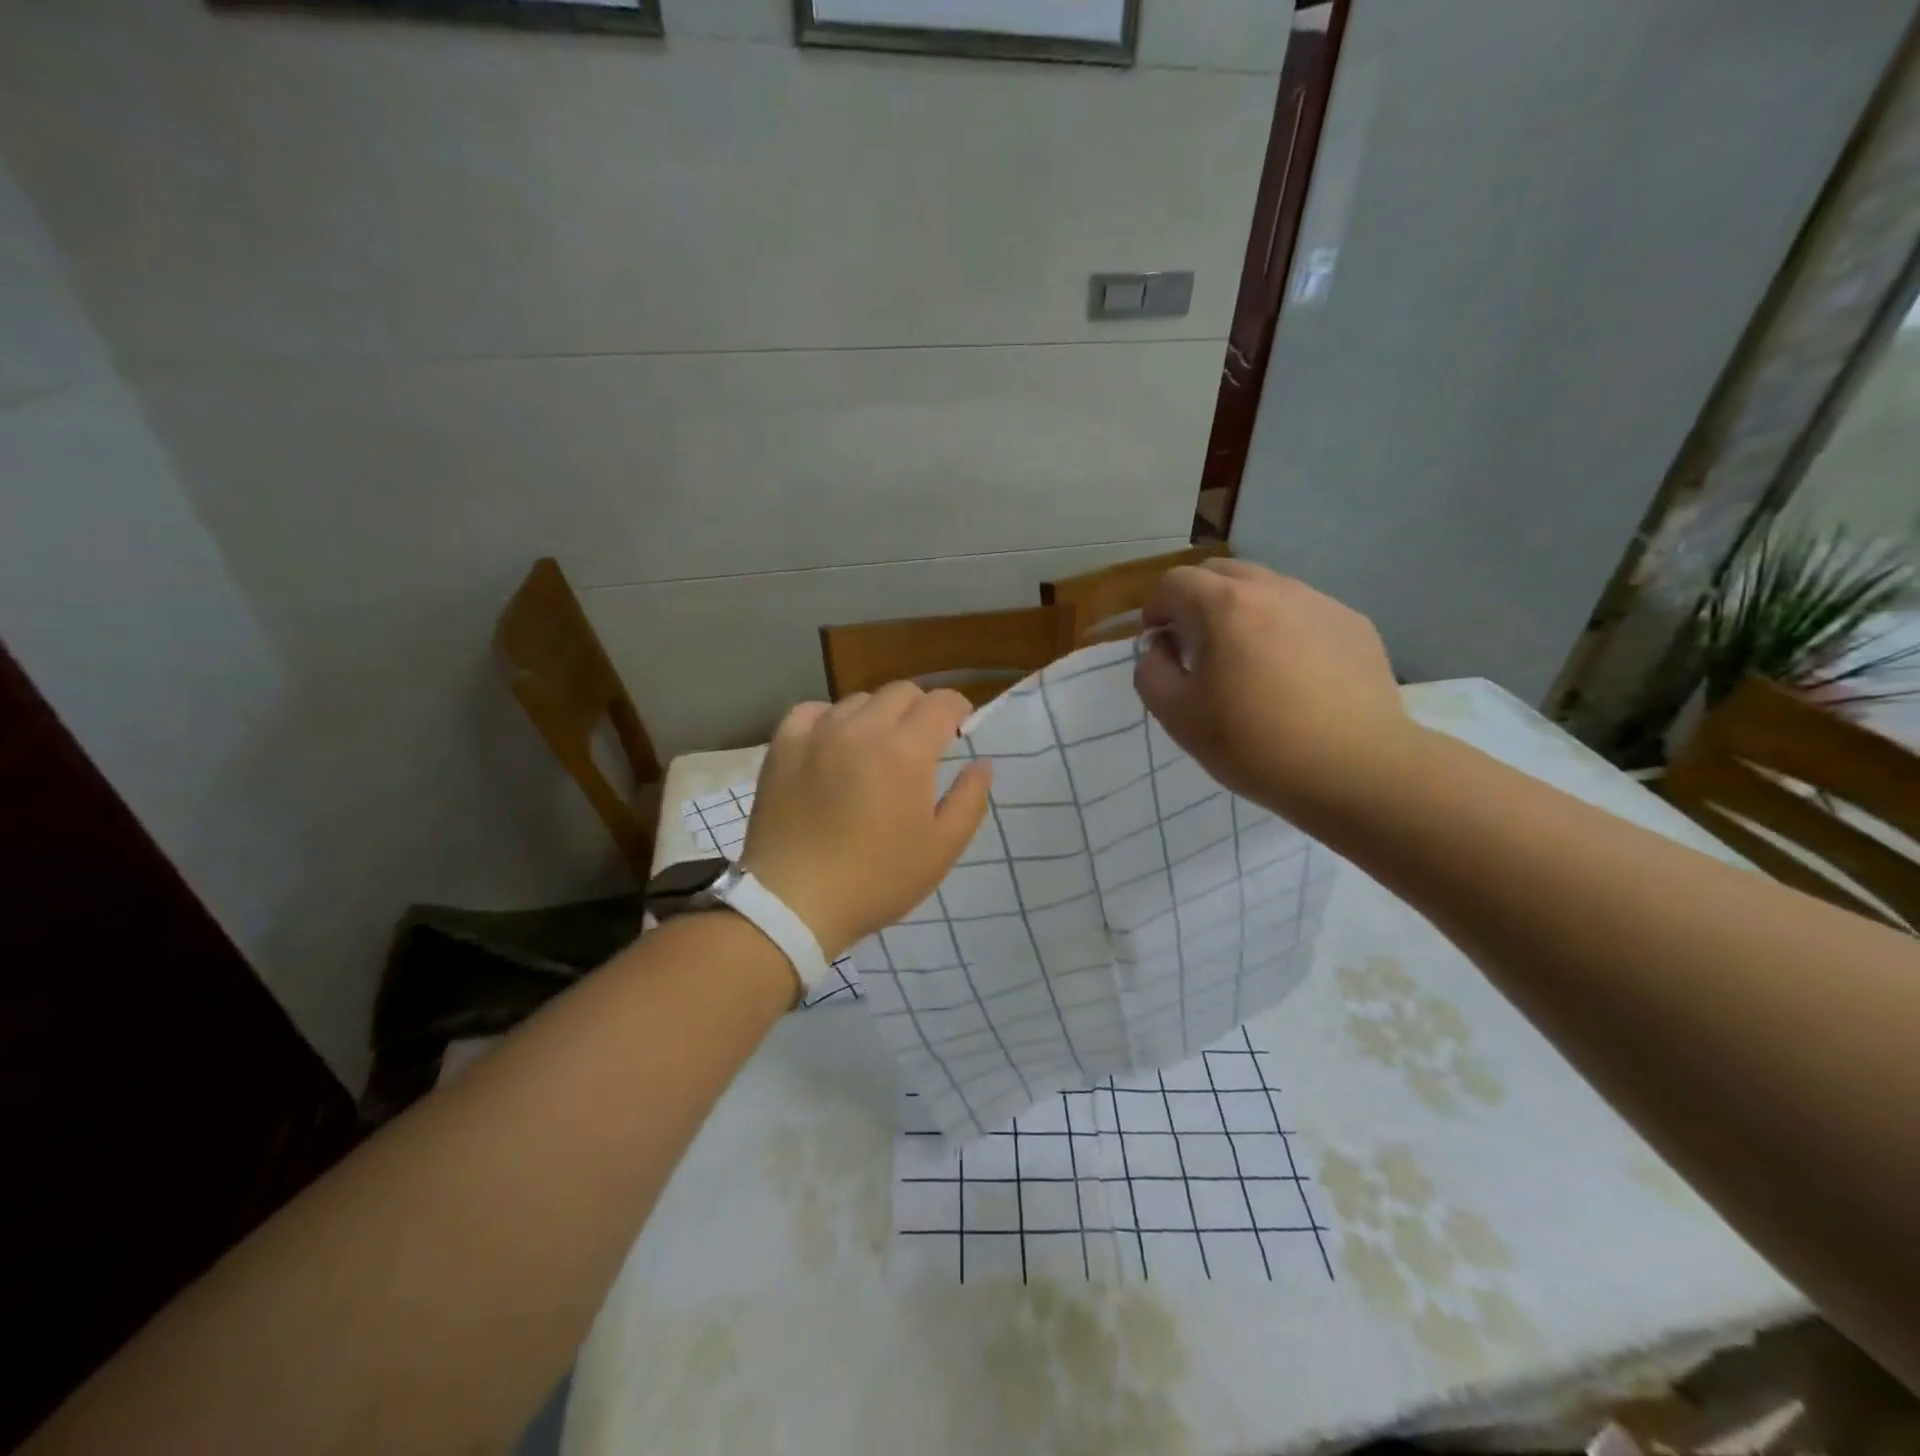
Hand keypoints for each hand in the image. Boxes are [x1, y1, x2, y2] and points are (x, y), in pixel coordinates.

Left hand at [738, 683, 992, 958]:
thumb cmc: (876, 880)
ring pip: (858, 700)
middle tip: (922, 743)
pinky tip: (832, 742)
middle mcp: (862, 728)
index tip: (960, 729)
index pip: (941, 703)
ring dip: (878, 715)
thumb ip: (969, 800)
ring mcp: (818, 733)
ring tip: (875, 748)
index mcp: (906, 750)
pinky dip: (830, 718)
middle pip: (901, 692)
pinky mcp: (783, 747)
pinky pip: (811, 711)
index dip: (958, 710)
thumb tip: (982, 763)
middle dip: (921, 709)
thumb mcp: (941, 849)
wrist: (793, 903)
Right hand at [1134, 559, 1416, 829]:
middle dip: (1196, 601)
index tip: (1159, 646)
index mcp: (1223, 606)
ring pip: (1265, 589)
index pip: (1174, 582)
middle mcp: (1273, 589)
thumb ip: (1151, 672)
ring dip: (1242, 613)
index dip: (1156, 610)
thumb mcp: (1177, 716)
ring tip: (1247, 662)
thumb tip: (1160, 647)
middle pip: (1220, 573)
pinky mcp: (1353, 624)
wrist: (1355, 769)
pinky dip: (1283, 629)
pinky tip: (1293, 676)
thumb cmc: (1254, 744)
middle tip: (1197, 648)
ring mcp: (1319, 602)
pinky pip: (1303, 612)